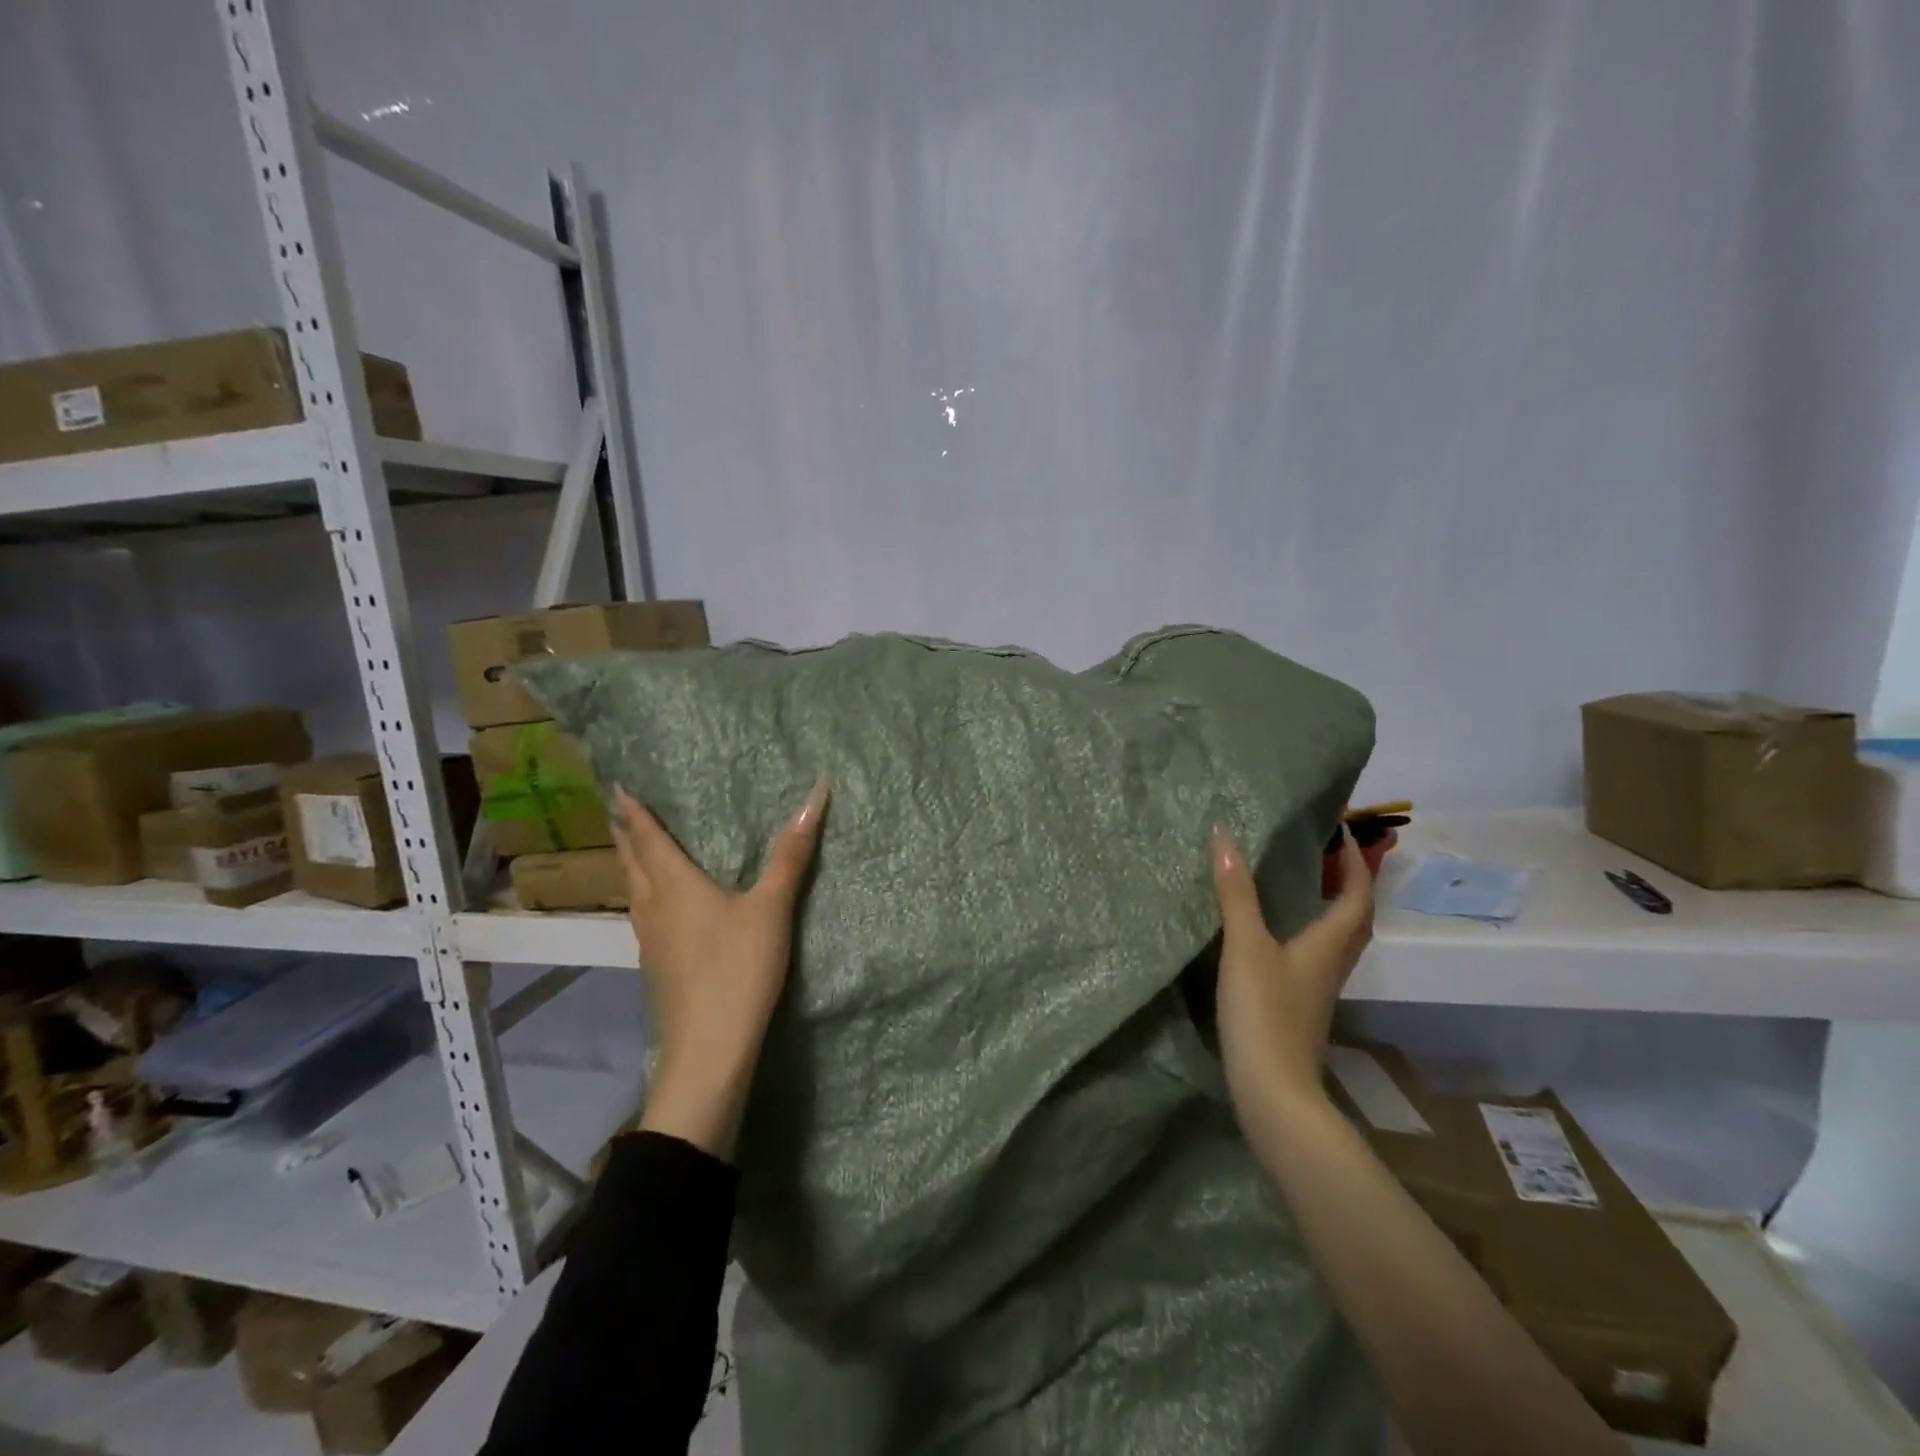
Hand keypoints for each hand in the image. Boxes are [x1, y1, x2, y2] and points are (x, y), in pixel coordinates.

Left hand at [613, 776, 828, 1157]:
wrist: (709, 1049)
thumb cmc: (738, 968)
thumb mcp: (772, 907)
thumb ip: (791, 854)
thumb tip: (815, 793)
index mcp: (674, 886)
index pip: (648, 839)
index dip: (635, 812)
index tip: (619, 787)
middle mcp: (653, 907)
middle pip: (631, 863)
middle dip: (626, 835)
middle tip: (620, 812)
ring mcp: (649, 941)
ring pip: (632, 892)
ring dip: (630, 865)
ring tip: (635, 850)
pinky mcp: (656, 966)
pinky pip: (642, 915)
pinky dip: (643, 895)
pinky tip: (658, 907)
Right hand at [1212, 827, 1373, 1126]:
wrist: (1273, 1092)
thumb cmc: (1264, 1013)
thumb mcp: (1246, 946)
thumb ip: (1236, 893)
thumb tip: (1224, 835)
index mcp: (1329, 944)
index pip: (1357, 894)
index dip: (1356, 861)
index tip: (1343, 830)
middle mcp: (1333, 963)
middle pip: (1355, 917)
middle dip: (1348, 881)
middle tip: (1325, 851)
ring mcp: (1318, 988)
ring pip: (1338, 938)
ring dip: (1331, 906)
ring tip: (1303, 881)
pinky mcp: (1301, 1004)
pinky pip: (1316, 955)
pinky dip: (1308, 931)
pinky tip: (1278, 932)